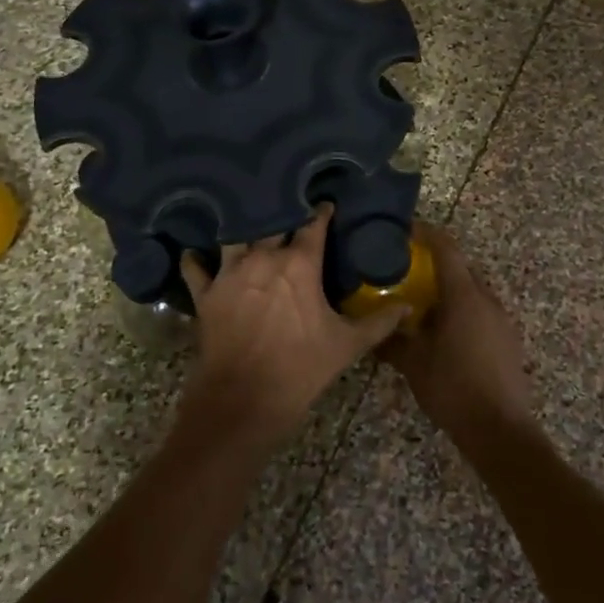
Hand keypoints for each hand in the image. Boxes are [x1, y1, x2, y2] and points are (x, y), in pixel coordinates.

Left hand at [178, 203, 406, 446]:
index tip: (326, 204)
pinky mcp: (206, 294)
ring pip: (235, 236)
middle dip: (282, 213)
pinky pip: (195, 268)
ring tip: (247, 223)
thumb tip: (409, 307)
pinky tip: (194, 254)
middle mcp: (263, 258)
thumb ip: (380, 322)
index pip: (313, 225)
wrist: (244, 399)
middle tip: (288, 207)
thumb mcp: (348, 345)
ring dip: (243, 229)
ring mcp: (230, 273)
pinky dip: (195, 260)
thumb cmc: (301, 368)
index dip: (321, 212)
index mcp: (300, 264)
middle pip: (272, 222)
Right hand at [381, 223, 532, 438]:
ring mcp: (502, 320)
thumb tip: (372, 330)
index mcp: (464, 296)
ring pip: (473, 291)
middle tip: (407, 270)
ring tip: (422, 303)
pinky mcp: (508, 340)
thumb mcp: (413, 364)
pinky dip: (462, 311)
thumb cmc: (453, 388)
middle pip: (462, 268)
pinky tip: (444, 333)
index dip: (426, 233)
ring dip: (450, 290)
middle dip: (436, 263)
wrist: (500, 429)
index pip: (446, 248)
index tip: (406, 228)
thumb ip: (391, 341)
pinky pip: (481, 312)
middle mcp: (487, 299)